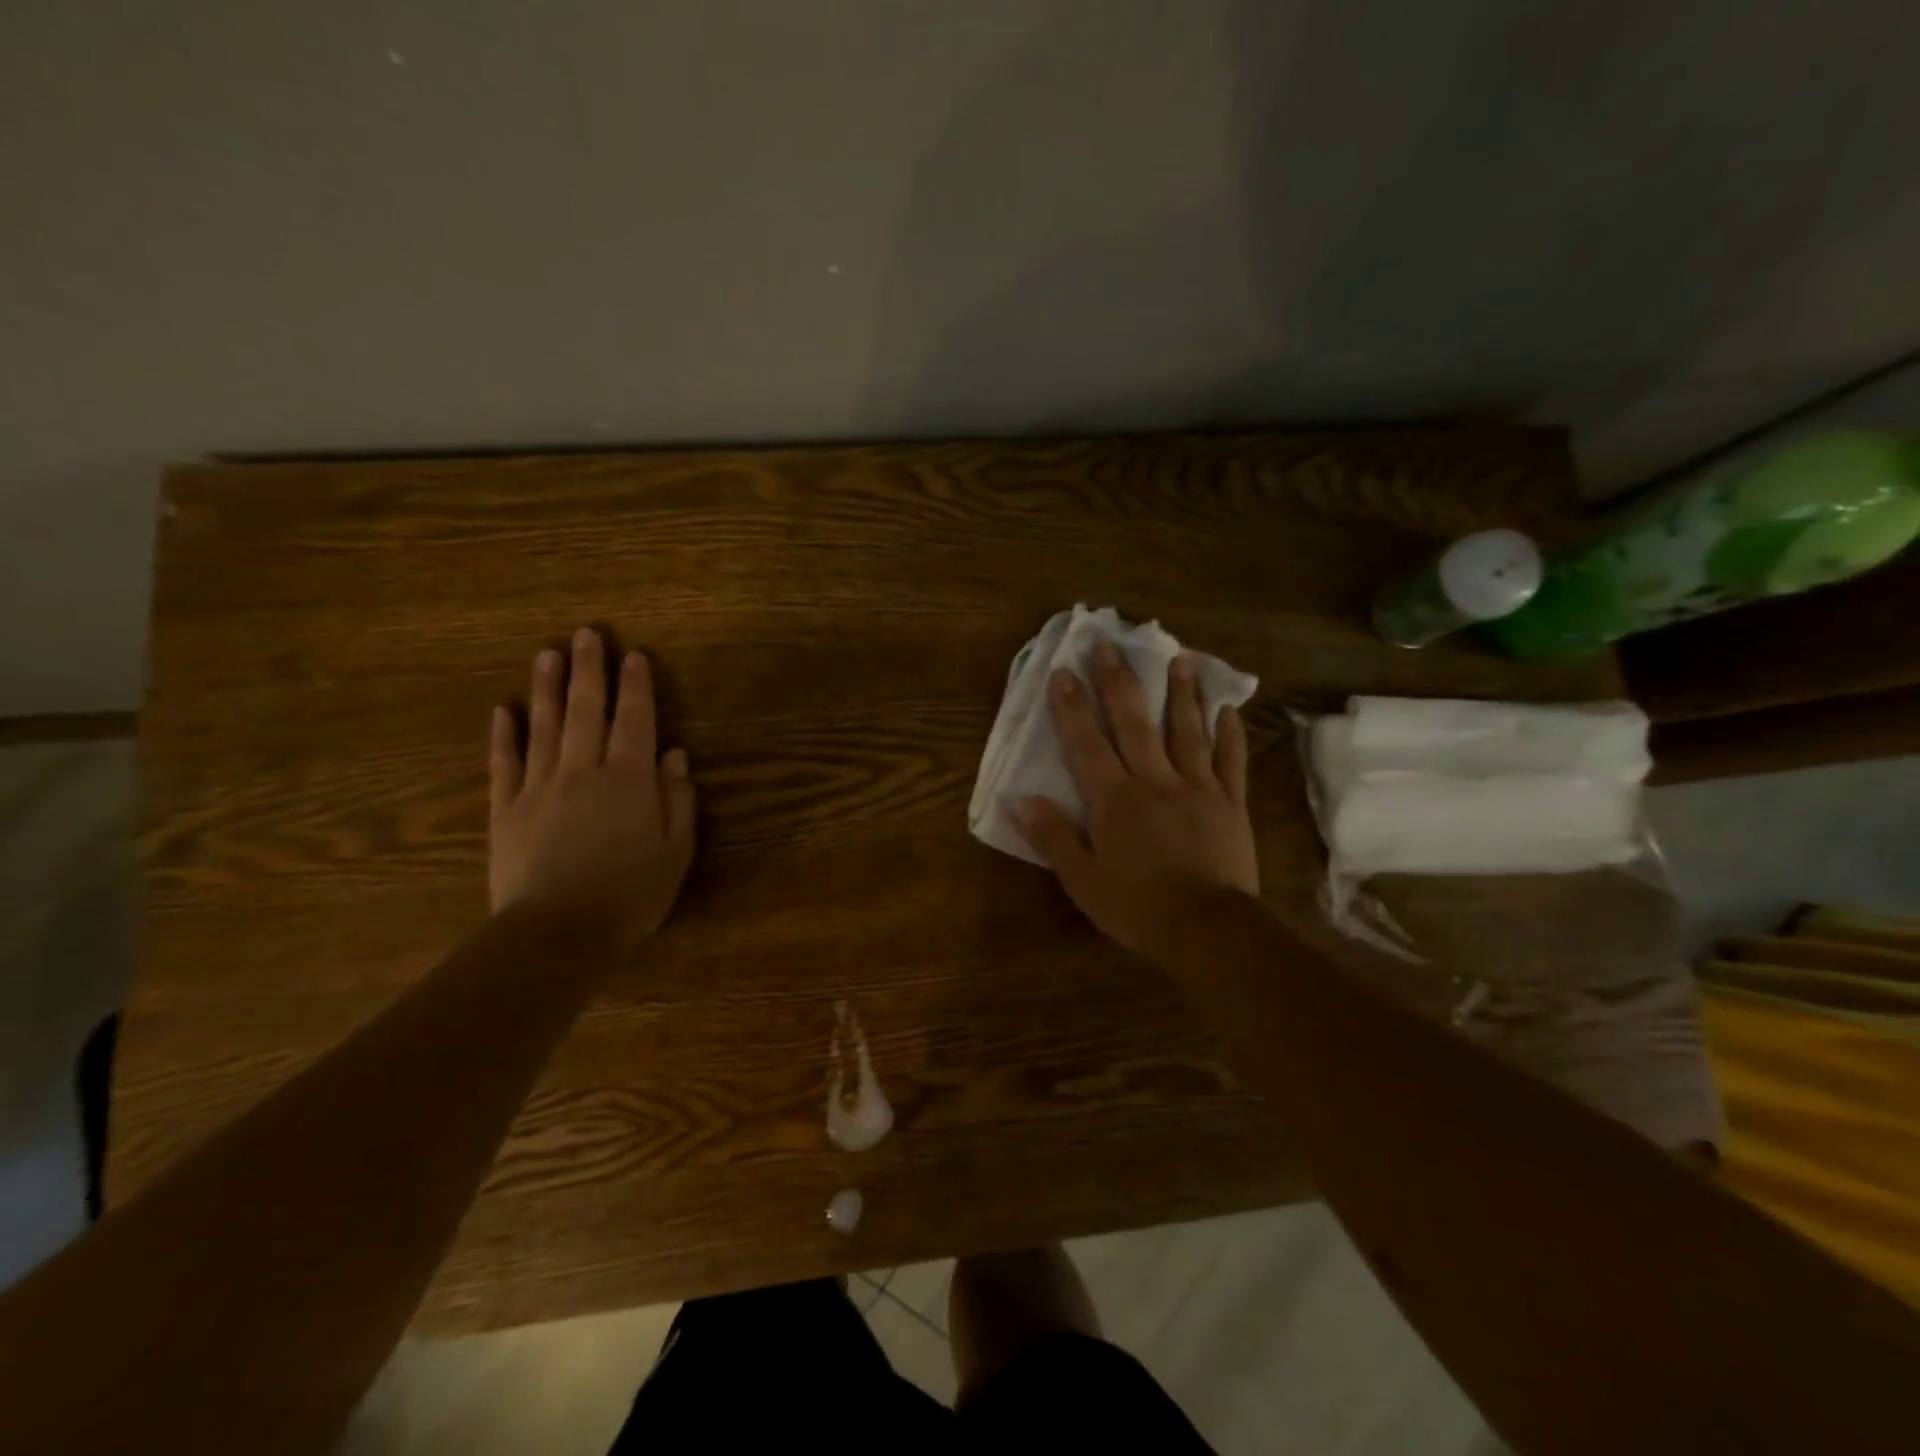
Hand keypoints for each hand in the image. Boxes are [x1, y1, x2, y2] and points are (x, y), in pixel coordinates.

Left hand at [488, 628, 695, 944]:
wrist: (557, 933)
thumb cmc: (631, 894)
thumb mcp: (675, 851)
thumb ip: (677, 800)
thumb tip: (674, 756)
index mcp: (630, 779)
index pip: (634, 720)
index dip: (636, 686)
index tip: (634, 655)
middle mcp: (584, 771)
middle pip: (586, 710)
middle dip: (589, 670)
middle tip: (586, 634)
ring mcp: (539, 787)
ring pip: (543, 727)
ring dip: (546, 688)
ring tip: (547, 653)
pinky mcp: (505, 810)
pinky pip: (503, 764)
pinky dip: (503, 736)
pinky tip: (502, 710)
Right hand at [1012, 641, 1257, 956]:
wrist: (1207, 931)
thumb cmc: (1137, 907)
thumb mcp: (1082, 880)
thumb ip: (1053, 837)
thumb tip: (1020, 800)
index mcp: (1115, 800)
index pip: (1087, 744)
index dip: (1072, 707)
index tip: (1063, 671)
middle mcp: (1155, 781)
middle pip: (1134, 724)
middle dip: (1119, 683)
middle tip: (1111, 645)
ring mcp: (1198, 789)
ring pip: (1187, 732)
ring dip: (1182, 694)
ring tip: (1180, 658)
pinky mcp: (1231, 805)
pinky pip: (1231, 763)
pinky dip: (1230, 735)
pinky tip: (1229, 710)